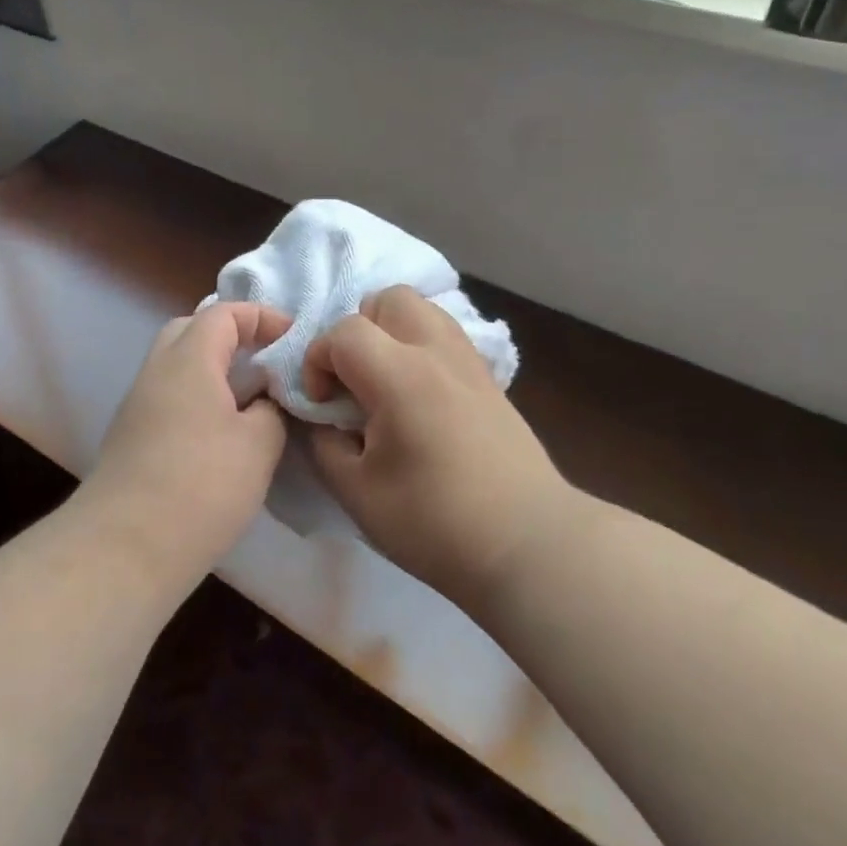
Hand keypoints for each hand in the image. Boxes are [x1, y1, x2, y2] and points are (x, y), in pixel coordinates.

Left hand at [85, 303, 293, 587]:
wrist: (125, 546)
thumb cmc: (201, 485)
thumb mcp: (258, 445)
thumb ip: (271, 410)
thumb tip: (264, 402)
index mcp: (188, 359)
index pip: (224, 313)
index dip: (262, 317)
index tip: (293, 339)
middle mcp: (157, 371)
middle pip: (191, 330)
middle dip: (230, 336)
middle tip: (264, 361)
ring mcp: (138, 404)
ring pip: (177, 367)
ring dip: (213, 371)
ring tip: (249, 400)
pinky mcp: (130, 437)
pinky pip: (169, 397)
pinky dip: (197, 399)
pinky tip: (220, 434)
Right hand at [302, 287, 572, 608]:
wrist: (528, 547)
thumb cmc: (435, 523)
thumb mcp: (356, 493)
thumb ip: (324, 445)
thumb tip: (322, 419)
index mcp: (399, 375)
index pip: (344, 331)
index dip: (317, 361)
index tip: (322, 405)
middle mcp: (436, 352)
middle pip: (388, 299)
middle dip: (358, 330)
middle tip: (354, 381)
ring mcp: (469, 362)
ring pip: (422, 309)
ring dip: (392, 333)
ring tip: (385, 384)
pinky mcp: (490, 380)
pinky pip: (446, 337)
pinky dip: (421, 349)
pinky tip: (419, 399)